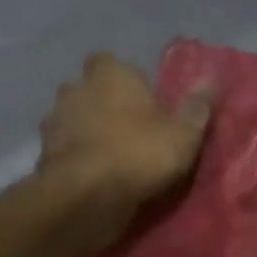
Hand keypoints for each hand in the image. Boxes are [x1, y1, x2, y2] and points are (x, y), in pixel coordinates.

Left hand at [38, 52, 212, 240]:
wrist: (85, 195)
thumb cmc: (138, 154)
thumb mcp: (182, 135)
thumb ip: (196, 107)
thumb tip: (212, 78)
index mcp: (111, 73)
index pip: (114, 62)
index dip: (126, 80)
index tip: (142, 101)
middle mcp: (77, 87)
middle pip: (90, 88)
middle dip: (103, 103)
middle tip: (127, 128)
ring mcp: (55, 119)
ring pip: (73, 118)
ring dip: (86, 131)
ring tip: (110, 156)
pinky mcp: (44, 153)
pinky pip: (65, 148)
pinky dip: (75, 157)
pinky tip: (92, 175)